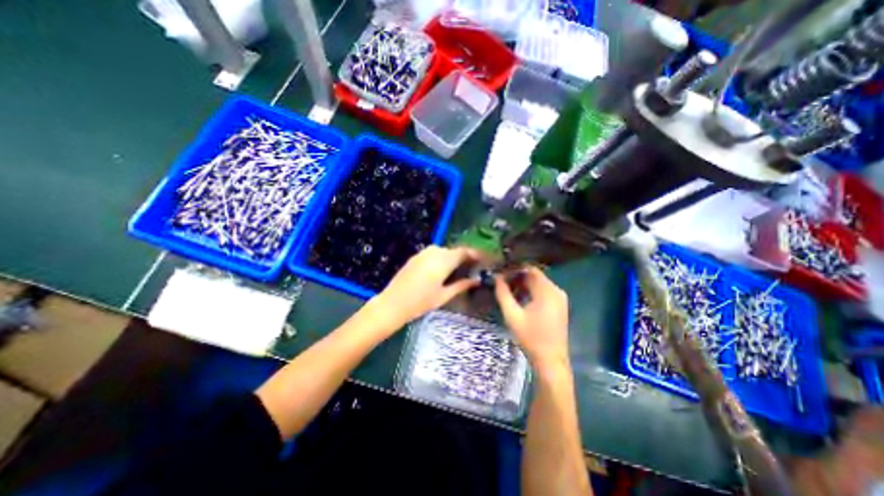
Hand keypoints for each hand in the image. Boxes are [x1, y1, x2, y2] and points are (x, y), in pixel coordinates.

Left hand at [373, 245, 483, 329]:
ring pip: (444, 252)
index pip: (464, 252)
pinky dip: (442, 259)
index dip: (475, 255)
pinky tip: (443, 271)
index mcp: (443, 260)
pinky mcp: (416, 256)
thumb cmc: (421, 302)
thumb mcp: (444, 296)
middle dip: (464, 258)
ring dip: (453, 258)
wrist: (393, 303)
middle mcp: (434, 252)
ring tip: (459, 271)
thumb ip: (461, 285)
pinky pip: (434, 254)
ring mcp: (423, 253)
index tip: (483, 261)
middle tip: (472, 269)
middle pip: (454, 251)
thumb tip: (477, 281)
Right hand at [495, 267, 570, 372]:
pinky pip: (543, 291)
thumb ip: (503, 294)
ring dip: (523, 284)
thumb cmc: (530, 338)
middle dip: (517, 277)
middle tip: (501, 283)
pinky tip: (519, 299)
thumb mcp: (512, 315)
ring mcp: (560, 298)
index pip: (529, 269)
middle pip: (534, 275)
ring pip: (538, 283)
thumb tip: (496, 278)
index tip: (500, 274)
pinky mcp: (559, 306)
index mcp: (547, 291)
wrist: (550, 361)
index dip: (513, 269)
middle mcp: (556, 291)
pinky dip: (531, 291)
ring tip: (507, 291)